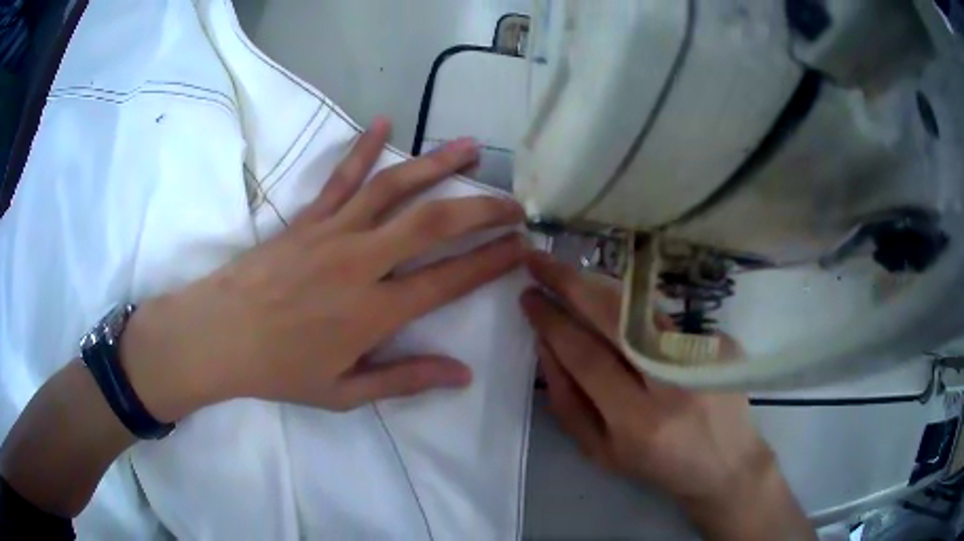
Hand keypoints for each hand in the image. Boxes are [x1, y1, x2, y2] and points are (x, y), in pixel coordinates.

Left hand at [123, 118, 525, 420]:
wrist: (219, 336)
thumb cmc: (280, 370)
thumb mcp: (344, 393)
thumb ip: (404, 380)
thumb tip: (462, 373)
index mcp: (374, 312)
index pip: (449, 279)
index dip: (491, 260)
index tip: (521, 246)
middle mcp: (361, 263)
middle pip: (434, 223)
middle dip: (482, 209)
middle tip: (514, 202)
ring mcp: (333, 232)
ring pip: (394, 188)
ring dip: (438, 164)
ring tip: (471, 146)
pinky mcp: (308, 217)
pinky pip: (342, 177)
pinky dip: (364, 147)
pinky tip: (386, 121)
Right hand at [521, 251, 812, 539]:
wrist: (724, 463)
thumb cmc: (656, 466)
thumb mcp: (601, 451)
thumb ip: (567, 403)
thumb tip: (546, 347)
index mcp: (637, 422)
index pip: (586, 356)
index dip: (552, 321)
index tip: (528, 296)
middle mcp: (672, 384)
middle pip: (615, 318)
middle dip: (571, 283)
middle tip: (540, 261)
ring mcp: (701, 357)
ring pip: (641, 308)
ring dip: (600, 285)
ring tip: (571, 274)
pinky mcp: (719, 343)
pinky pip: (664, 317)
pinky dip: (632, 306)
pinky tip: (617, 303)